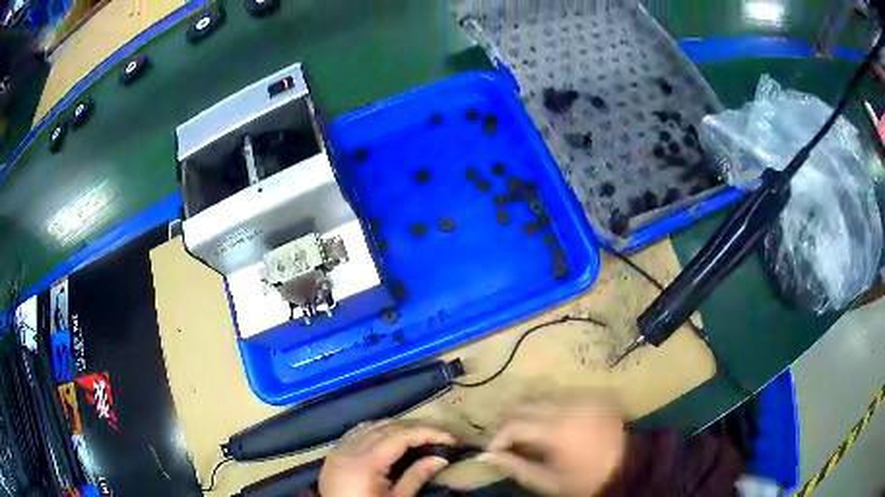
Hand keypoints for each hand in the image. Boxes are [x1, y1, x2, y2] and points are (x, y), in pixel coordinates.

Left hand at [319, 420, 456, 496]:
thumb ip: (416, 477)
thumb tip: (441, 458)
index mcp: (367, 461)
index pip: (402, 436)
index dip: (427, 433)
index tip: (450, 438)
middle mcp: (351, 449)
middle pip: (386, 427)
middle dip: (415, 427)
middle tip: (439, 435)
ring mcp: (339, 449)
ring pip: (370, 426)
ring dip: (395, 427)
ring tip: (418, 435)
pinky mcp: (333, 454)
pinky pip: (355, 432)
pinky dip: (374, 429)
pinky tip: (386, 435)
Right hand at [481, 397, 626, 495]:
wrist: (628, 467)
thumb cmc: (585, 480)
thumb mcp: (546, 481)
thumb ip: (514, 466)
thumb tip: (484, 455)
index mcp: (556, 431)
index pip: (513, 424)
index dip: (498, 437)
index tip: (495, 450)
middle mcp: (567, 406)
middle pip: (524, 403)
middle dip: (509, 421)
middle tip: (508, 440)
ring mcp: (582, 397)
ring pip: (541, 396)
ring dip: (528, 412)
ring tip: (529, 433)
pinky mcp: (593, 394)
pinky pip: (561, 395)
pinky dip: (549, 408)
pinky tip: (553, 425)